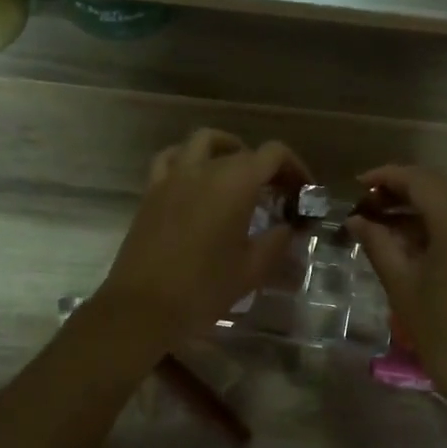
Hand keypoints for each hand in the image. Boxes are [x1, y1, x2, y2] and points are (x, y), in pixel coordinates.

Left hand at [96, 128, 312, 351]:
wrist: (143, 306)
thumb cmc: (203, 289)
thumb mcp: (252, 269)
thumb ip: (277, 241)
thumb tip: (288, 227)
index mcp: (235, 184)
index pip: (274, 154)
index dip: (295, 168)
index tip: (303, 192)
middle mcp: (204, 169)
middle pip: (243, 151)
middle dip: (267, 168)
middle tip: (278, 196)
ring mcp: (173, 176)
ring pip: (203, 142)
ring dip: (227, 149)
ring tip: (237, 173)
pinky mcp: (151, 191)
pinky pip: (171, 158)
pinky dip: (188, 158)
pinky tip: (195, 178)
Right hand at [345, 163, 446, 396]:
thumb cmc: (445, 333)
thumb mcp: (403, 287)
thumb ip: (378, 245)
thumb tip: (357, 220)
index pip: (420, 180)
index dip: (386, 177)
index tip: (359, 186)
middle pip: (442, 187)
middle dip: (406, 190)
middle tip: (372, 206)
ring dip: (427, 207)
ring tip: (392, 226)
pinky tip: (425, 243)